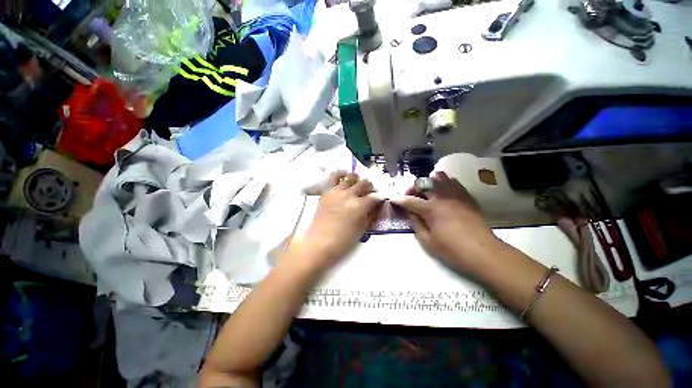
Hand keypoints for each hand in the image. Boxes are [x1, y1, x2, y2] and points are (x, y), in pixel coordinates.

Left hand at [288, 170, 382, 272]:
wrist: (319, 241)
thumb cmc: (343, 240)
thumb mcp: (362, 230)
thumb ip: (370, 215)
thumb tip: (375, 207)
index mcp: (360, 206)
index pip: (375, 196)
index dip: (380, 197)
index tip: (380, 199)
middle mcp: (350, 195)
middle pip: (365, 183)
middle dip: (371, 187)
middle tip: (370, 192)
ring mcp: (337, 191)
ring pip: (351, 177)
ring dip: (358, 179)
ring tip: (358, 184)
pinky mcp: (327, 191)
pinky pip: (334, 177)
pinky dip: (341, 173)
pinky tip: (344, 175)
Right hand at [392, 171, 499, 273]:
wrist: (484, 253)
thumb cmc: (453, 250)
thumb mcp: (428, 241)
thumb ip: (416, 224)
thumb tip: (410, 213)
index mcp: (431, 209)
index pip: (410, 200)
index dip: (399, 200)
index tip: (393, 199)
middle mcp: (442, 197)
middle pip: (424, 182)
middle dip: (413, 187)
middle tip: (411, 196)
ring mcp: (456, 195)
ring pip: (440, 177)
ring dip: (429, 182)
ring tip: (428, 192)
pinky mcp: (467, 197)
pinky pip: (454, 182)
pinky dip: (444, 184)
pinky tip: (443, 194)